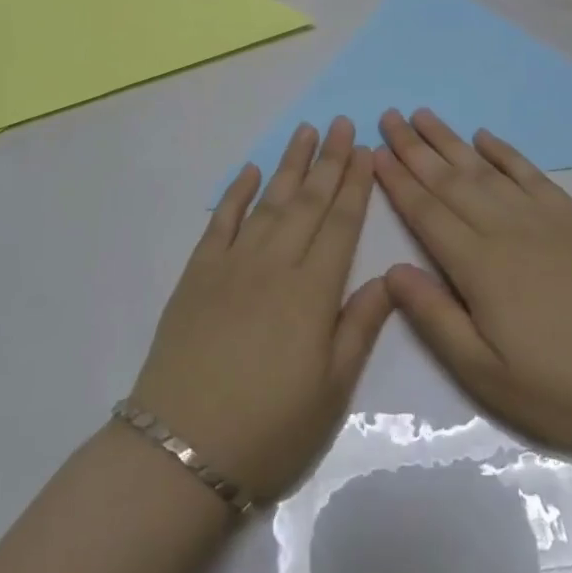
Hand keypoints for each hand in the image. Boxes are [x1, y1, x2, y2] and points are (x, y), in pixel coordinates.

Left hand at [131, 118, 392, 503]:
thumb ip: (360, 326)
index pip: (341, 224)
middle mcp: (274, 264)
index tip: (366, 150)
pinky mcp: (198, 272)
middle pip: (308, 202)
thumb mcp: (331, 390)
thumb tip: (389, 276)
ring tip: (306, 131)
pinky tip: (250, 170)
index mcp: (312, 292)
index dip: (356, 185)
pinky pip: (222, 220)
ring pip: (269, 201)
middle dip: (329, 160)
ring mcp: (232, 263)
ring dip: (289, 164)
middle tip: (342, 123)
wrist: (182, 449)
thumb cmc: (269, 429)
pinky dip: (237, 192)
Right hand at [374, 109, 571, 463]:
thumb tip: (390, 272)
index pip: (426, 211)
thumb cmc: (564, 388)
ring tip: (424, 115)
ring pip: (484, 169)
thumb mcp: (487, 374)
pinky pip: (530, 174)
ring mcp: (542, 218)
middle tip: (389, 115)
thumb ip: (435, 318)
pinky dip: (505, 152)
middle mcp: (505, 229)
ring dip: (450, 141)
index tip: (373, 150)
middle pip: (449, 179)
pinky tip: (486, 138)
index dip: (397, 180)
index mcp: (478, 266)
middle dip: (414, 147)